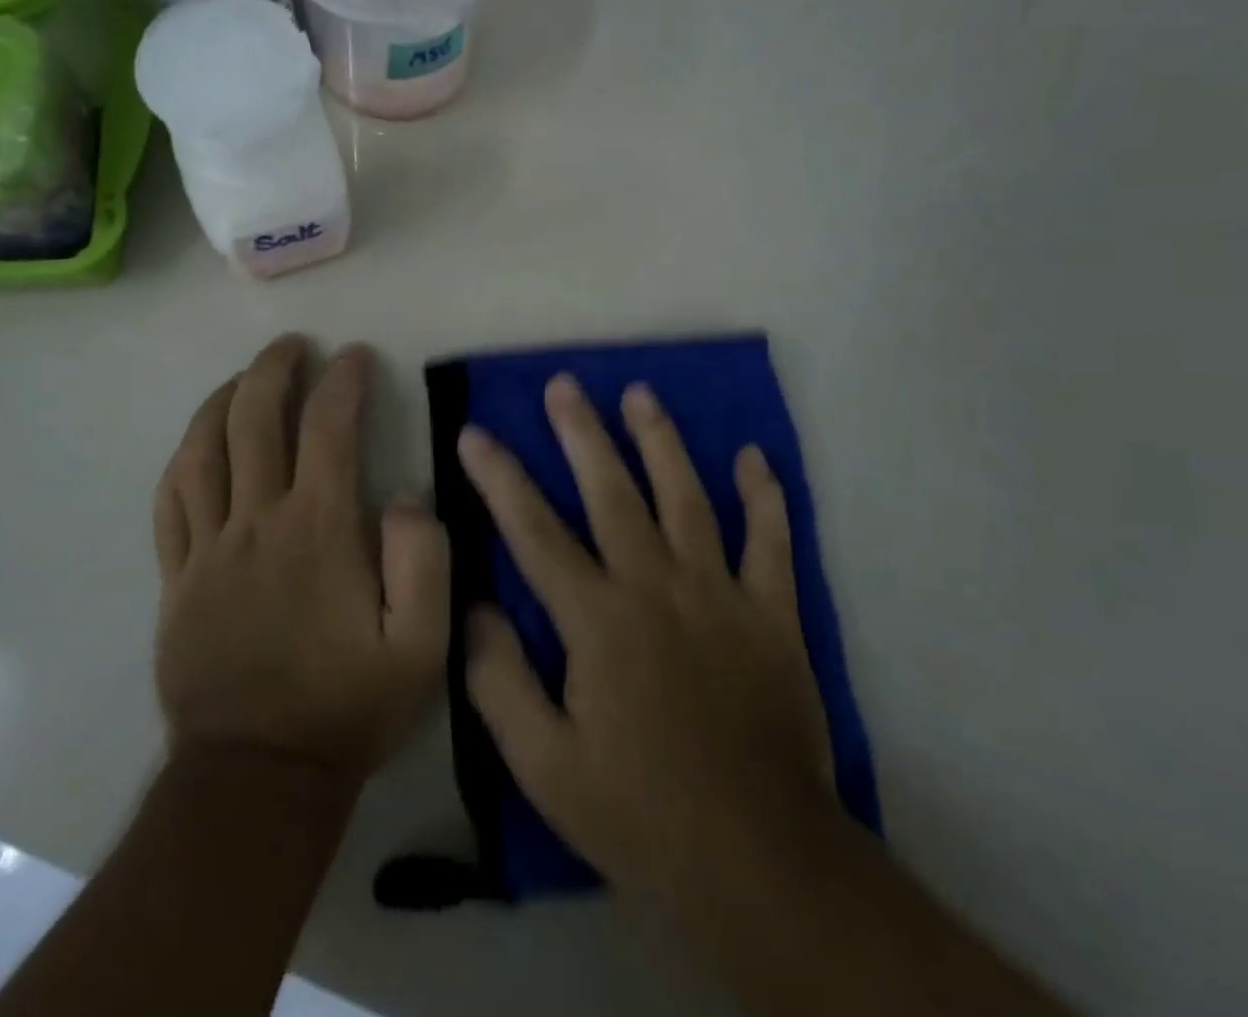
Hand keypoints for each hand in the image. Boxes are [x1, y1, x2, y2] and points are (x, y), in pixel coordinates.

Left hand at [154, 335, 449, 780]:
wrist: (258, 776)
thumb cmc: (347, 705)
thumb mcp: (420, 645)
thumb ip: (422, 559)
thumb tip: (400, 493)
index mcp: (317, 530)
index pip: (328, 427)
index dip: (342, 380)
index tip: (354, 356)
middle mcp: (256, 522)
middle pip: (254, 419)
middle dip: (274, 369)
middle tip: (294, 345)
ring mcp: (207, 548)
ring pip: (203, 449)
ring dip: (223, 400)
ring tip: (244, 377)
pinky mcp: (176, 577)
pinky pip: (170, 500)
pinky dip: (184, 457)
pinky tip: (198, 441)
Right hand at [459, 374, 837, 906]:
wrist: (760, 861)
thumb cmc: (639, 812)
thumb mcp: (544, 766)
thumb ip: (499, 682)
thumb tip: (474, 607)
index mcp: (598, 621)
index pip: (535, 533)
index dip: (499, 479)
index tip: (475, 433)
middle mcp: (656, 588)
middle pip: (612, 494)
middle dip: (582, 434)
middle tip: (563, 385)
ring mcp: (720, 595)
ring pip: (686, 499)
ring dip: (661, 442)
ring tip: (640, 394)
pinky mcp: (773, 615)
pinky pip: (771, 543)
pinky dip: (765, 497)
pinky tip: (754, 456)